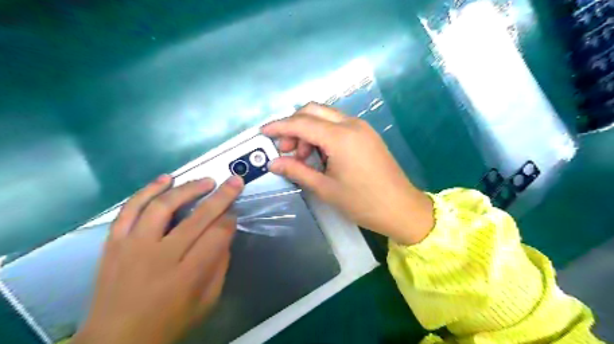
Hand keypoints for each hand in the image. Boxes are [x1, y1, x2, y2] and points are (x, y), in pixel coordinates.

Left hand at [73, 177, 243, 343]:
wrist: (115, 340)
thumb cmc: (169, 322)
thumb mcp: (207, 302)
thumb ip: (220, 266)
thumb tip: (225, 235)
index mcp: (187, 276)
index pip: (216, 236)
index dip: (230, 220)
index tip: (235, 213)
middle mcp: (160, 257)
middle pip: (197, 217)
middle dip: (221, 196)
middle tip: (234, 181)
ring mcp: (133, 247)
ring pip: (162, 206)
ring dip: (188, 188)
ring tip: (206, 181)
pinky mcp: (114, 242)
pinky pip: (130, 209)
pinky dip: (148, 190)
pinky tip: (166, 179)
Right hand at [261, 102, 433, 244]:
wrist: (401, 208)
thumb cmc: (362, 202)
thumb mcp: (325, 188)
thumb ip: (297, 171)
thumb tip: (273, 163)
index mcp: (340, 137)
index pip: (301, 123)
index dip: (279, 126)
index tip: (262, 133)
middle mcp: (351, 124)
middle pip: (313, 110)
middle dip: (294, 125)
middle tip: (286, 149)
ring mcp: (361, 127)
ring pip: (326, 116)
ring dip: (309, 130)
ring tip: (304, 157)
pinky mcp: (367, 134)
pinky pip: (338, 125)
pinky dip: (323, 134)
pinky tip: (320, 154)